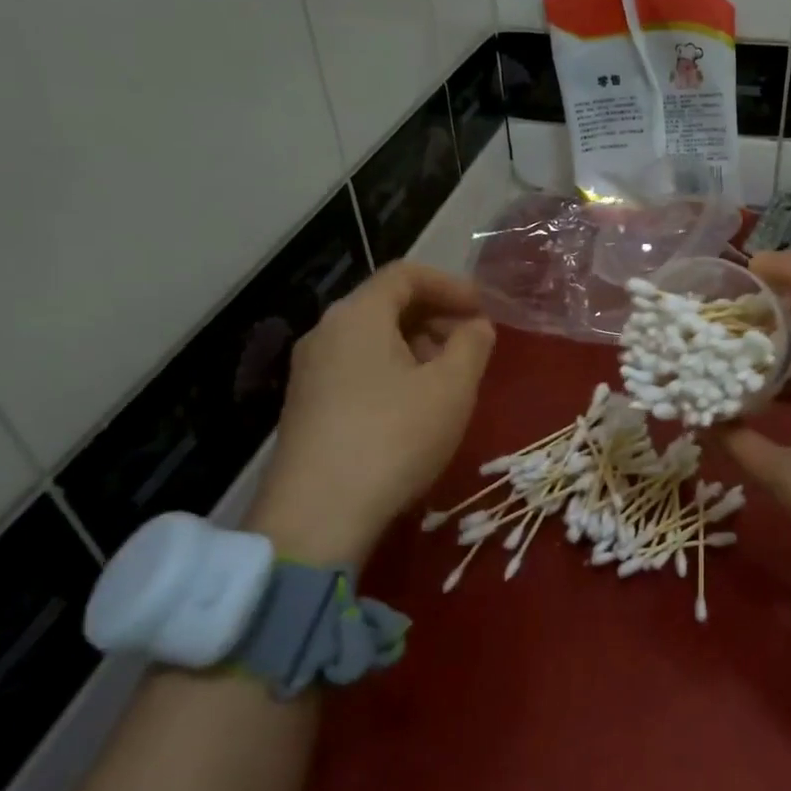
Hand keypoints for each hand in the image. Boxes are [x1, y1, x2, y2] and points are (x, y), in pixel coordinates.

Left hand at [246, 262, 495, 567]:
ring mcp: (310, 372)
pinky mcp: (307, 407)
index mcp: (357, 315)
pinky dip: (393, 371)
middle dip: (436, 317)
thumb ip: (472, 345)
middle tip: (472, 345)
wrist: (317, 516)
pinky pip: (357, 369)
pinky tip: (415, 408)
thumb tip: (476, 325)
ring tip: (449, 379)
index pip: (405, 274)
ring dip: (417, 347)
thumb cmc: (394, 438)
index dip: (451, 284)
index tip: (483, 309)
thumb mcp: (451, 388)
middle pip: (386, 304)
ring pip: (371, 339)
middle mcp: (325, 333)